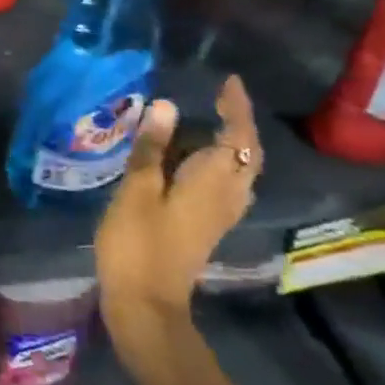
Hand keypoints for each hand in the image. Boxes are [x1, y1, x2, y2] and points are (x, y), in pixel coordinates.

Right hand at [96, 76, 262, 325]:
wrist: (146, 303)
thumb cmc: (138, 242)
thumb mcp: (137, 189)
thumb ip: (152, 148)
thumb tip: (166, 105)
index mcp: (212, 181)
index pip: (237, 135)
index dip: (235, 107)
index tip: (228, 82)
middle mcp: (226, 195)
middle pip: (246, 154)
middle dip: (239, 123)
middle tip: (219, 98)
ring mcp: (219, 214)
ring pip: (238, 170)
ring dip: (231, 143)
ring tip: (206, 121)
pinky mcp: (207, 225)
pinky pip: (225, 183)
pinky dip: (218, 162)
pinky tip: (193, 159)